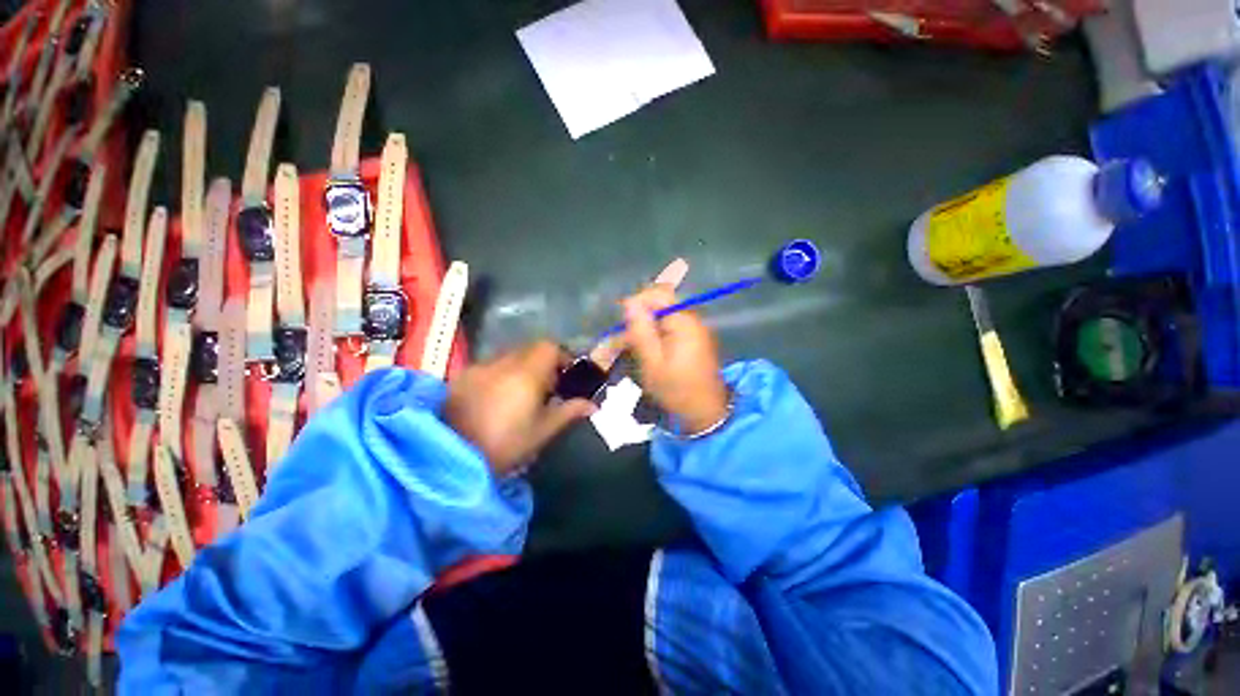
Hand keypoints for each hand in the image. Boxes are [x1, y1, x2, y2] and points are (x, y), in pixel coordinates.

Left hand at [445, 340, 595, 475]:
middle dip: (542, 363)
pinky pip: (490, 366)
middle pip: (529, 349)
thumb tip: (592, 405)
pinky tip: (496, 399)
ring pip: (509, 356)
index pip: (549, 347)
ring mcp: (478, 368)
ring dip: (521, 368)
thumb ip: (569, 412)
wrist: (449, 459)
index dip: (562, 357)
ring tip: (520, 395)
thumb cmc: (504, 446)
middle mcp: (501, 363)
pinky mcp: (461, 377)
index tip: (565, 376)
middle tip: (546, 389)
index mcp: (525, 374)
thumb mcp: (542, 432)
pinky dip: (500, 374)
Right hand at [623, 286, 728, 434]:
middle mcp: (691, 320)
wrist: (705, 413)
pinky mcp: (693, 340)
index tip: (623, 323)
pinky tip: (646, 351)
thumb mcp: (652, 363)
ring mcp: (694, 330)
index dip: (638, 302)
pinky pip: (670, 328)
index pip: (659, 293)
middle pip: (661, 304)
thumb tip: (629, 302)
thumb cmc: (676, 390)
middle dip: (639, 317)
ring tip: (631, 347)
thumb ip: (641, 331)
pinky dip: (655, 335)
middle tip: (623, 339)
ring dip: (645, 328)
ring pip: (663, 317)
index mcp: (684, 322)